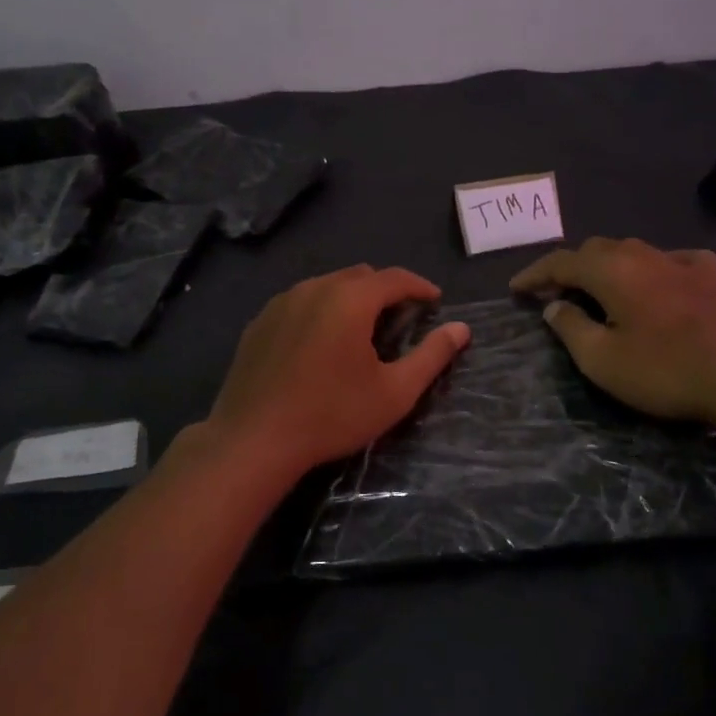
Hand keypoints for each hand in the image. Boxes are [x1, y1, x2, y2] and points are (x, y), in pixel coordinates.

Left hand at [204, 265, 471, 475]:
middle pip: (360, 276)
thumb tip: (461, 329)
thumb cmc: (331, 415)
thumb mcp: (394, 392)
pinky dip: (321, 310)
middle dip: (386, 290)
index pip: (395, 278)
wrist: (253, 440)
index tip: (435, 302)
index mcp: (350, 300)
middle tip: (401, 319)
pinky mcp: (259, 322)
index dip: (420, 286)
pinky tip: (321, 343)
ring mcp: (281, 303)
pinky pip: (300, 302)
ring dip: (352, 298)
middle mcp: (314, 288)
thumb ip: (431, 356)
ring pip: (327, 285)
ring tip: (362, 330)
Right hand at [509, 238, 715, 421]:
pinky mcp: (708, 276)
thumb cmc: (664, 370)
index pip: (561, 262)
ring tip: (597, 288)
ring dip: (607, 265)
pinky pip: (670, 260)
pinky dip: (651, 268)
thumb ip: (571, 328)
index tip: (516, 289)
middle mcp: (642, 255)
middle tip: (554, 293)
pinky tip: (656, 281)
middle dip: (569, 268)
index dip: (535, 274)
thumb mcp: (603, 360)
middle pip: (595, 250)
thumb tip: (554, 306)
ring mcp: (679, 262)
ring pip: (632, 250)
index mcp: (611, 271)